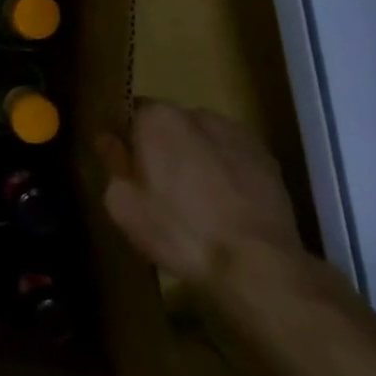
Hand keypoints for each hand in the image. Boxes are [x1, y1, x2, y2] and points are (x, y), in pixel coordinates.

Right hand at [99, 101, 299, 281]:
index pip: (133, 112)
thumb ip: (113, 163)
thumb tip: (108, 138)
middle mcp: (198, 114)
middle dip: (163, 146)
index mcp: (158, 119)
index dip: (128, 138)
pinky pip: (232, 157)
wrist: (256, 263)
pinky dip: (225, 172)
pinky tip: (225, 206)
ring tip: (197, 199)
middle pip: (170, 124)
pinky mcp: (267, 158)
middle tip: (158, 186)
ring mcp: (238, 134)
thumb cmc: (179, 231)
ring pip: (204, 139)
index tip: (125, 163)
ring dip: (196, 157)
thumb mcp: (124, 205)